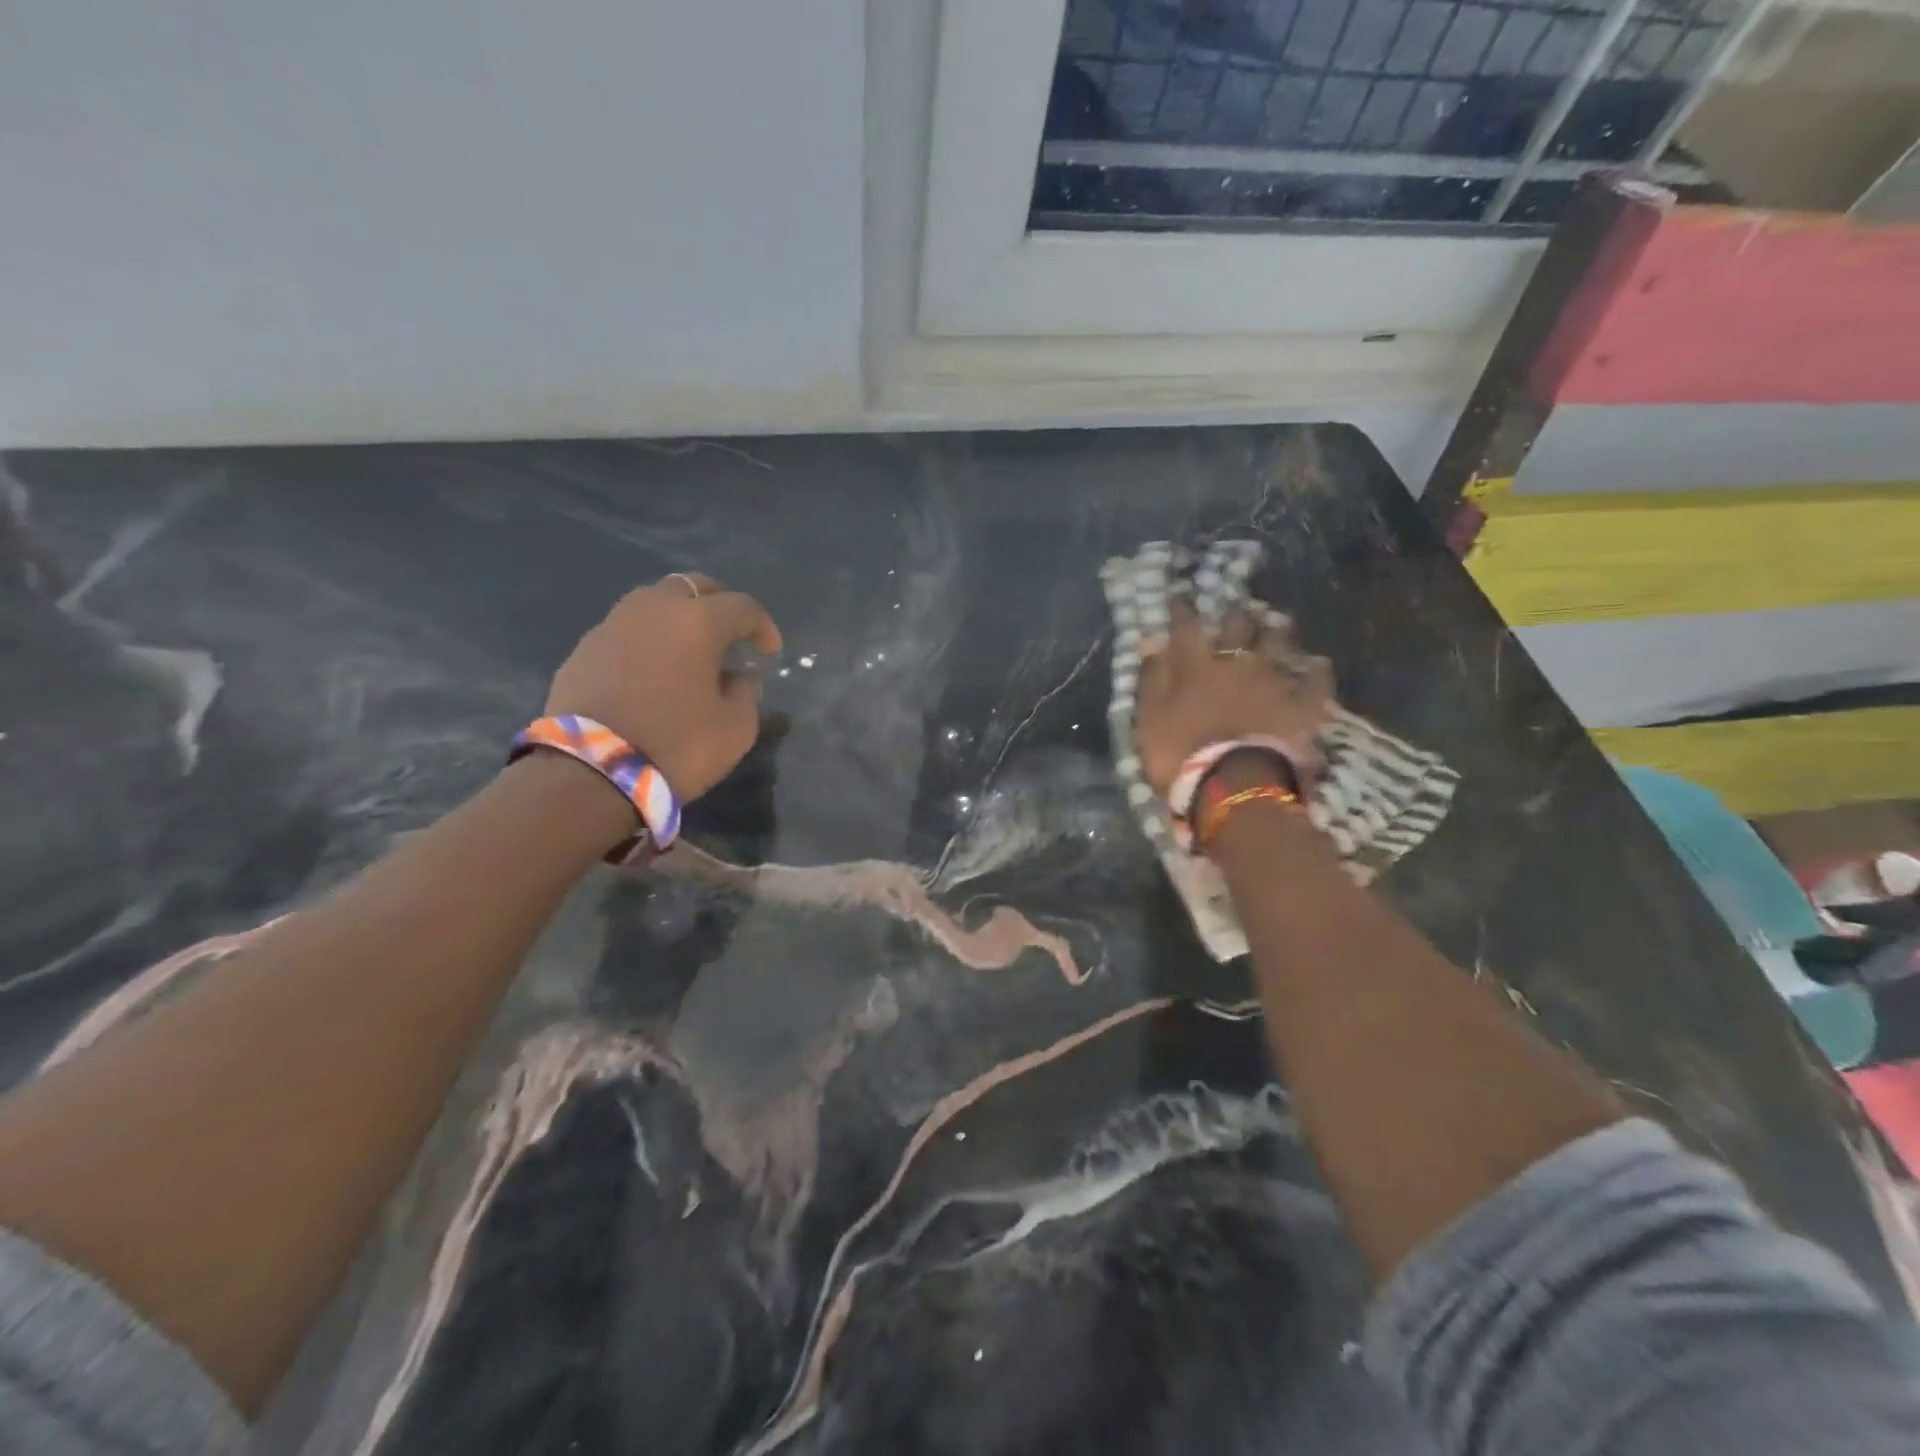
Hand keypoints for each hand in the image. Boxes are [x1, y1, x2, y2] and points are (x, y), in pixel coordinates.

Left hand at [546, 573, 782, 799]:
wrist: (590, 772)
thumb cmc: (677, 745)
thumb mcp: (736, 728)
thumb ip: (745, 693)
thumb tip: (737, 677)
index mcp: (697, 622)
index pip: (742, 607)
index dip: (762, 626)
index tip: (770, 652)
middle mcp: (653, 609)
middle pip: (693, 587)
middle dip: (719, 604)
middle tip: (731, 633)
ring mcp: (611, 626)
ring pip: (653, 603)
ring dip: (678, 618)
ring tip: (689, 649)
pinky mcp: (583, 650)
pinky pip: (625, 631)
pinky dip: (647, 641)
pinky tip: (653, 671)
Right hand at [1134, 602, 1335, 797]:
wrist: (1234, 786)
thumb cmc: (1180, 754)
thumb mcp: (1150, 718)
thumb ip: (1152, 679)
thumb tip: (1150, 641)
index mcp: (1195, 667)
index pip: (1186, 628)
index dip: (1183, 612)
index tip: (1181, 600)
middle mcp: (1236, 663)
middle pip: (1238, 628)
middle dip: (1236, 616)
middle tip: (1237, 611)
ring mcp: (1273, 682)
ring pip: (1278, 645)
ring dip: (1276, 632)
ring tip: (1277, 624)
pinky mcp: (1303, 706)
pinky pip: (1315, 682)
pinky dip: (1316, 671)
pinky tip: (1318, 664)